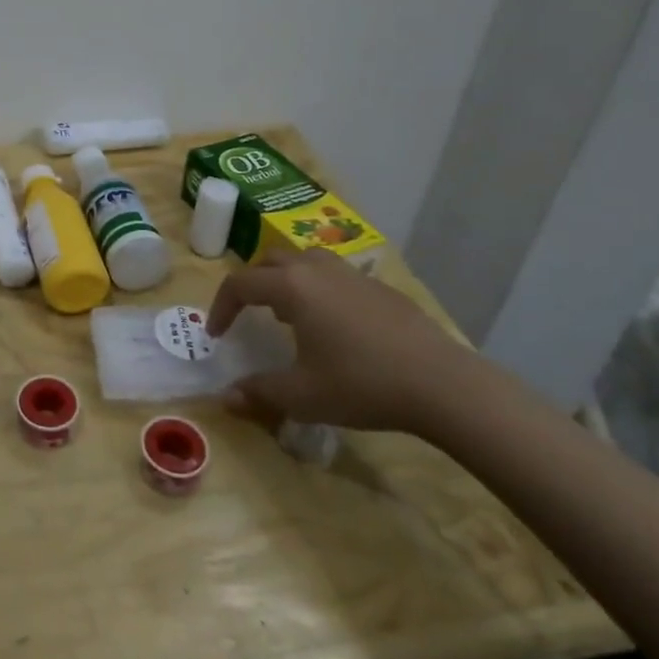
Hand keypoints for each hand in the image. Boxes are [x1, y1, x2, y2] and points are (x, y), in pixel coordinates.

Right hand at [205, 248, 481, 435]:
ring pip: (304, 261)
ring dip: (285, 280)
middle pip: (269, 261)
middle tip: (247, 314)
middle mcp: (316, 269)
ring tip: (287, 315)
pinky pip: (334, 275)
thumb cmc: (362, 384)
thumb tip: (226, 398)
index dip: (221, 307)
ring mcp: (351, 274)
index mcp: (291, 287)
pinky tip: (332, 326)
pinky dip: (317, 289)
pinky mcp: (379, 287)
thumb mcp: (303, 396)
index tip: (217, 335)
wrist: (441, 384)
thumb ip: (259, 392)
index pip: (240, 284)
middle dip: (251, 284)